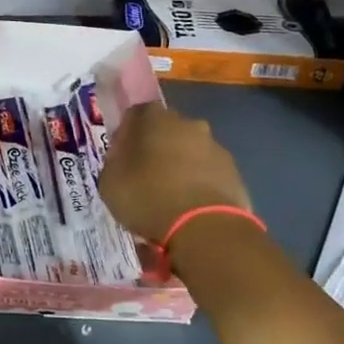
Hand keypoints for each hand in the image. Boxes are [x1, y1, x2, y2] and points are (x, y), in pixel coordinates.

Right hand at [97, 102, 251, 241]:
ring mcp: (215, 147)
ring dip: (179, 167)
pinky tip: (189, 208)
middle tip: (144, 176)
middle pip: (166, 131)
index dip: (125, 135)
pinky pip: (208, 174)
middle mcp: (188, 124)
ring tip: (168, 198)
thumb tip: (123, 157)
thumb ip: (114, 162)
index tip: (120, 157)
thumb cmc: (148, 197)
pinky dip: (198, 184)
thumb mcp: (109, 181)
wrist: (204, 228)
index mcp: (154, 118)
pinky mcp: (234, 173)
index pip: (135, 115)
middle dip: (156, 148)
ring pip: (190, 152)